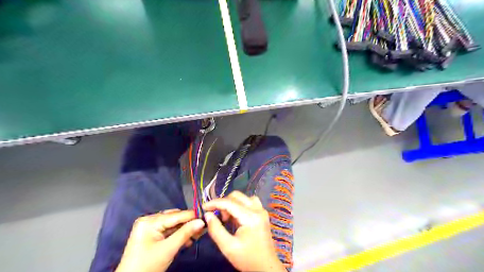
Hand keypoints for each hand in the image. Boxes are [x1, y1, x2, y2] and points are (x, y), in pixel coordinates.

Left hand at [115, 210, 203, 271]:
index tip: (207, 217)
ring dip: (184, 230)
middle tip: (202, 228)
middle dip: (188, 223)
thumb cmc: (147, 266)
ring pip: (173, 225)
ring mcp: (149, 228)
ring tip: (197, 235)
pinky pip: (168, 231)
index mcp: (149, 221)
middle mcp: (149, 220)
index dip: (192, 216)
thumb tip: (202, 221)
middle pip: (175, 218)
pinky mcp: (151, 236)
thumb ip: (185, 233)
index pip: (176, 215)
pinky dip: (178, 235)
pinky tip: (187, 240)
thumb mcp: (168, 249)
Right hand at [202, 191, 284, 271]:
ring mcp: (262, 210)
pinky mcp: (262, 214)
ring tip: (227, 217)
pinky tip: (236, 216)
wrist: (266, 267)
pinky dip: (240, 205)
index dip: (215, 203)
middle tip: (218, 217)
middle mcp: (258, 209)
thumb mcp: (228, 247)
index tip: (204, 207)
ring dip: (232, 203)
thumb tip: (207, 214)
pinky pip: (249, 202)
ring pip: (243, 197)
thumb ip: (216, 229)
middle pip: (237, 196)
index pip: (229, 202)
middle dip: (224, 203)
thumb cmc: (247, 258)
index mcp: (251, 217)